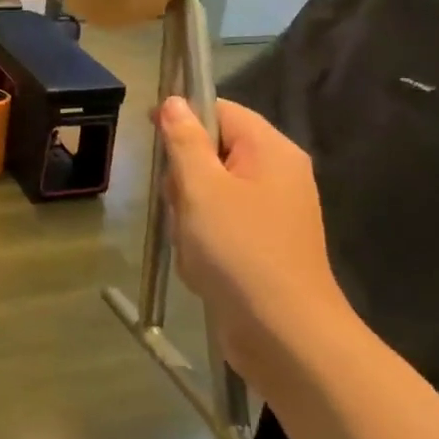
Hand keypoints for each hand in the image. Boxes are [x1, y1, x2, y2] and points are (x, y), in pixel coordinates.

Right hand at [154, 97, 349, 378]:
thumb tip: (175, 102)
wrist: (285, 336)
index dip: (183, 118)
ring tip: (192, 244)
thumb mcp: (201, 188)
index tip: (153, 141)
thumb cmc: (241, 251)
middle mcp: (276, 174)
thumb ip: (184, 140)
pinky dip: (202, 243)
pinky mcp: (262, 246)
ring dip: (188, 217)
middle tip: (182, 206)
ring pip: (208, 193)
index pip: (220, 110)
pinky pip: (219, 226)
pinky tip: (201, 267)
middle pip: (211, 153)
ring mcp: (271, 213)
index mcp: (270, 150)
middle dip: (184, 180)